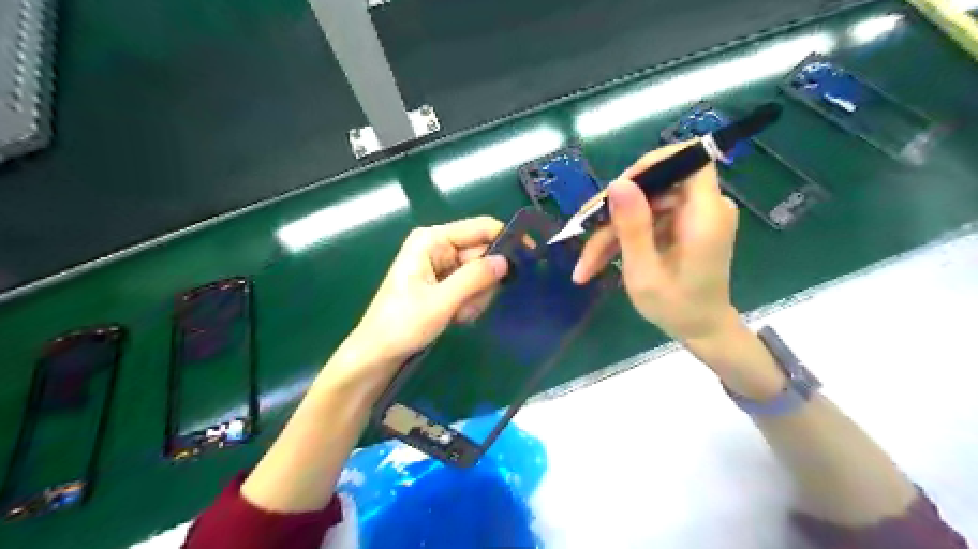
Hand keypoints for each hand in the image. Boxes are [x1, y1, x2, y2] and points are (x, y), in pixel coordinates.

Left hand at [347, 220, 506, 372]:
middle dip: (483, 282)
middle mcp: (439, 247)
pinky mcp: (444, 284)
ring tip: (457, 314)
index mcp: (432, 240)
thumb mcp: (441, 301)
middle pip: (482, 254)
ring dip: (476, 297)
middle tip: (470, 305)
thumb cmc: (402, 324)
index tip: (530, 257)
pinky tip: (455, 317)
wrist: (378, 353)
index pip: (481, 228)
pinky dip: (469, 304)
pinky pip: (471, 288)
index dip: (506, 239)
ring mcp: (442, 266)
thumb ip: (475, 278)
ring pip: (480, 274)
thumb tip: (506, 261)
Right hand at [576, 143, 741, 345]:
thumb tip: (617, 183)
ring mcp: (693, 216)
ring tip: (585, 264)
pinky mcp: (682, 225)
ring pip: (643, 205)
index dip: (651, 165)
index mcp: (706, 215)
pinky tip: (597, 261)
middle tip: (583, 231)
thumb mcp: (645, 273)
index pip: (688, 159)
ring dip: (611, 231)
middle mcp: (705, 207)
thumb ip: (632, 227)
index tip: (617, 189)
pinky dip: (622, 237)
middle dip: (615, 209)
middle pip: (655, 185)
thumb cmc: (676, 308)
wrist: (701, 330)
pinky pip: (647, 219)